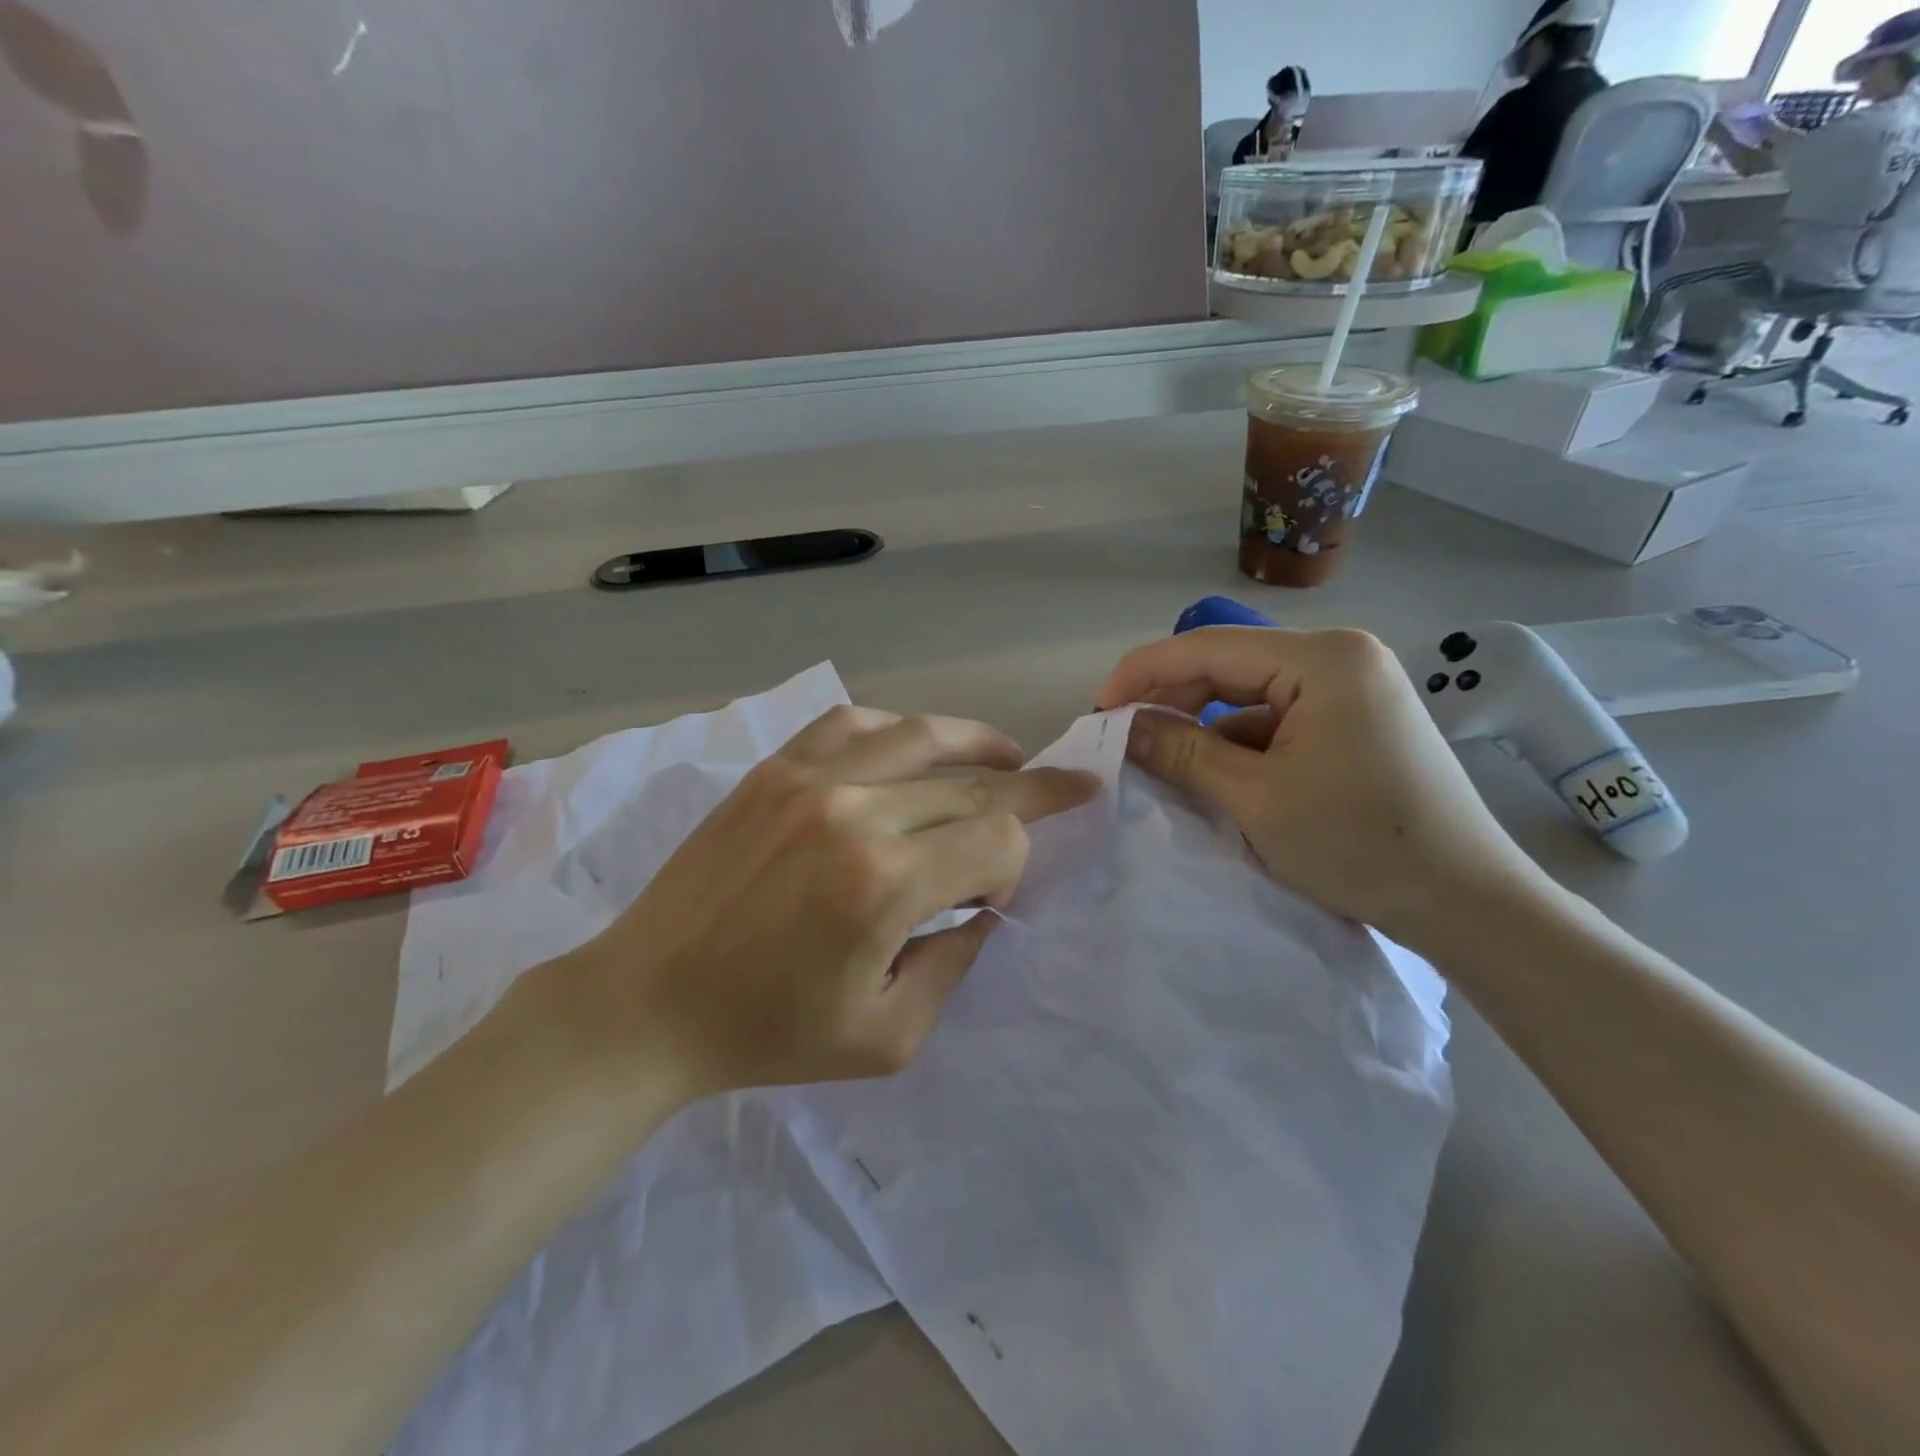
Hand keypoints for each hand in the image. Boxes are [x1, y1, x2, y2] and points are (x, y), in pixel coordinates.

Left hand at [555, 706, 1097, 1099]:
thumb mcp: (891, 1036)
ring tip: (1011, 757)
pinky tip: (918, 749)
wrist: (650, 1002)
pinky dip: (903, 731)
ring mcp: (808, 778)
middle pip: (973, 787)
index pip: (997, 841)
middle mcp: (854, 812)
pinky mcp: (774, 768)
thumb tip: (983, 901)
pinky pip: (856, 723)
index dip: (1015, 865)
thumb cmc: (769, 1034)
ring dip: (981, 744)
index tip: (993, 896)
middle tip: (1070, 787)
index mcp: (883, 884)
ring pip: (924, 736)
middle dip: (1030, 793)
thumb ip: (956, 961)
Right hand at [1095, 627, 1552, 954]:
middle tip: (1122, 736)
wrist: (1466, 901)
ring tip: (1160, 758)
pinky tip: (1215, 773)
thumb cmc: (1359, 845)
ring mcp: (1353, 686)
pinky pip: (1277, 717)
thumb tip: (1121, 726)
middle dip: (1171, 698)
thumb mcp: (1255, 799)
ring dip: (1203, 724)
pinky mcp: (1355, 718)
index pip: (1208, 646)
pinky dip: (1239, 741)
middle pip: (1229, 664)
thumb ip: (1181, 751)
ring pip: (1251, 693)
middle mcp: (1340, 656)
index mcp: (1323, 659)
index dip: (1143, 674)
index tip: (1098, 712)